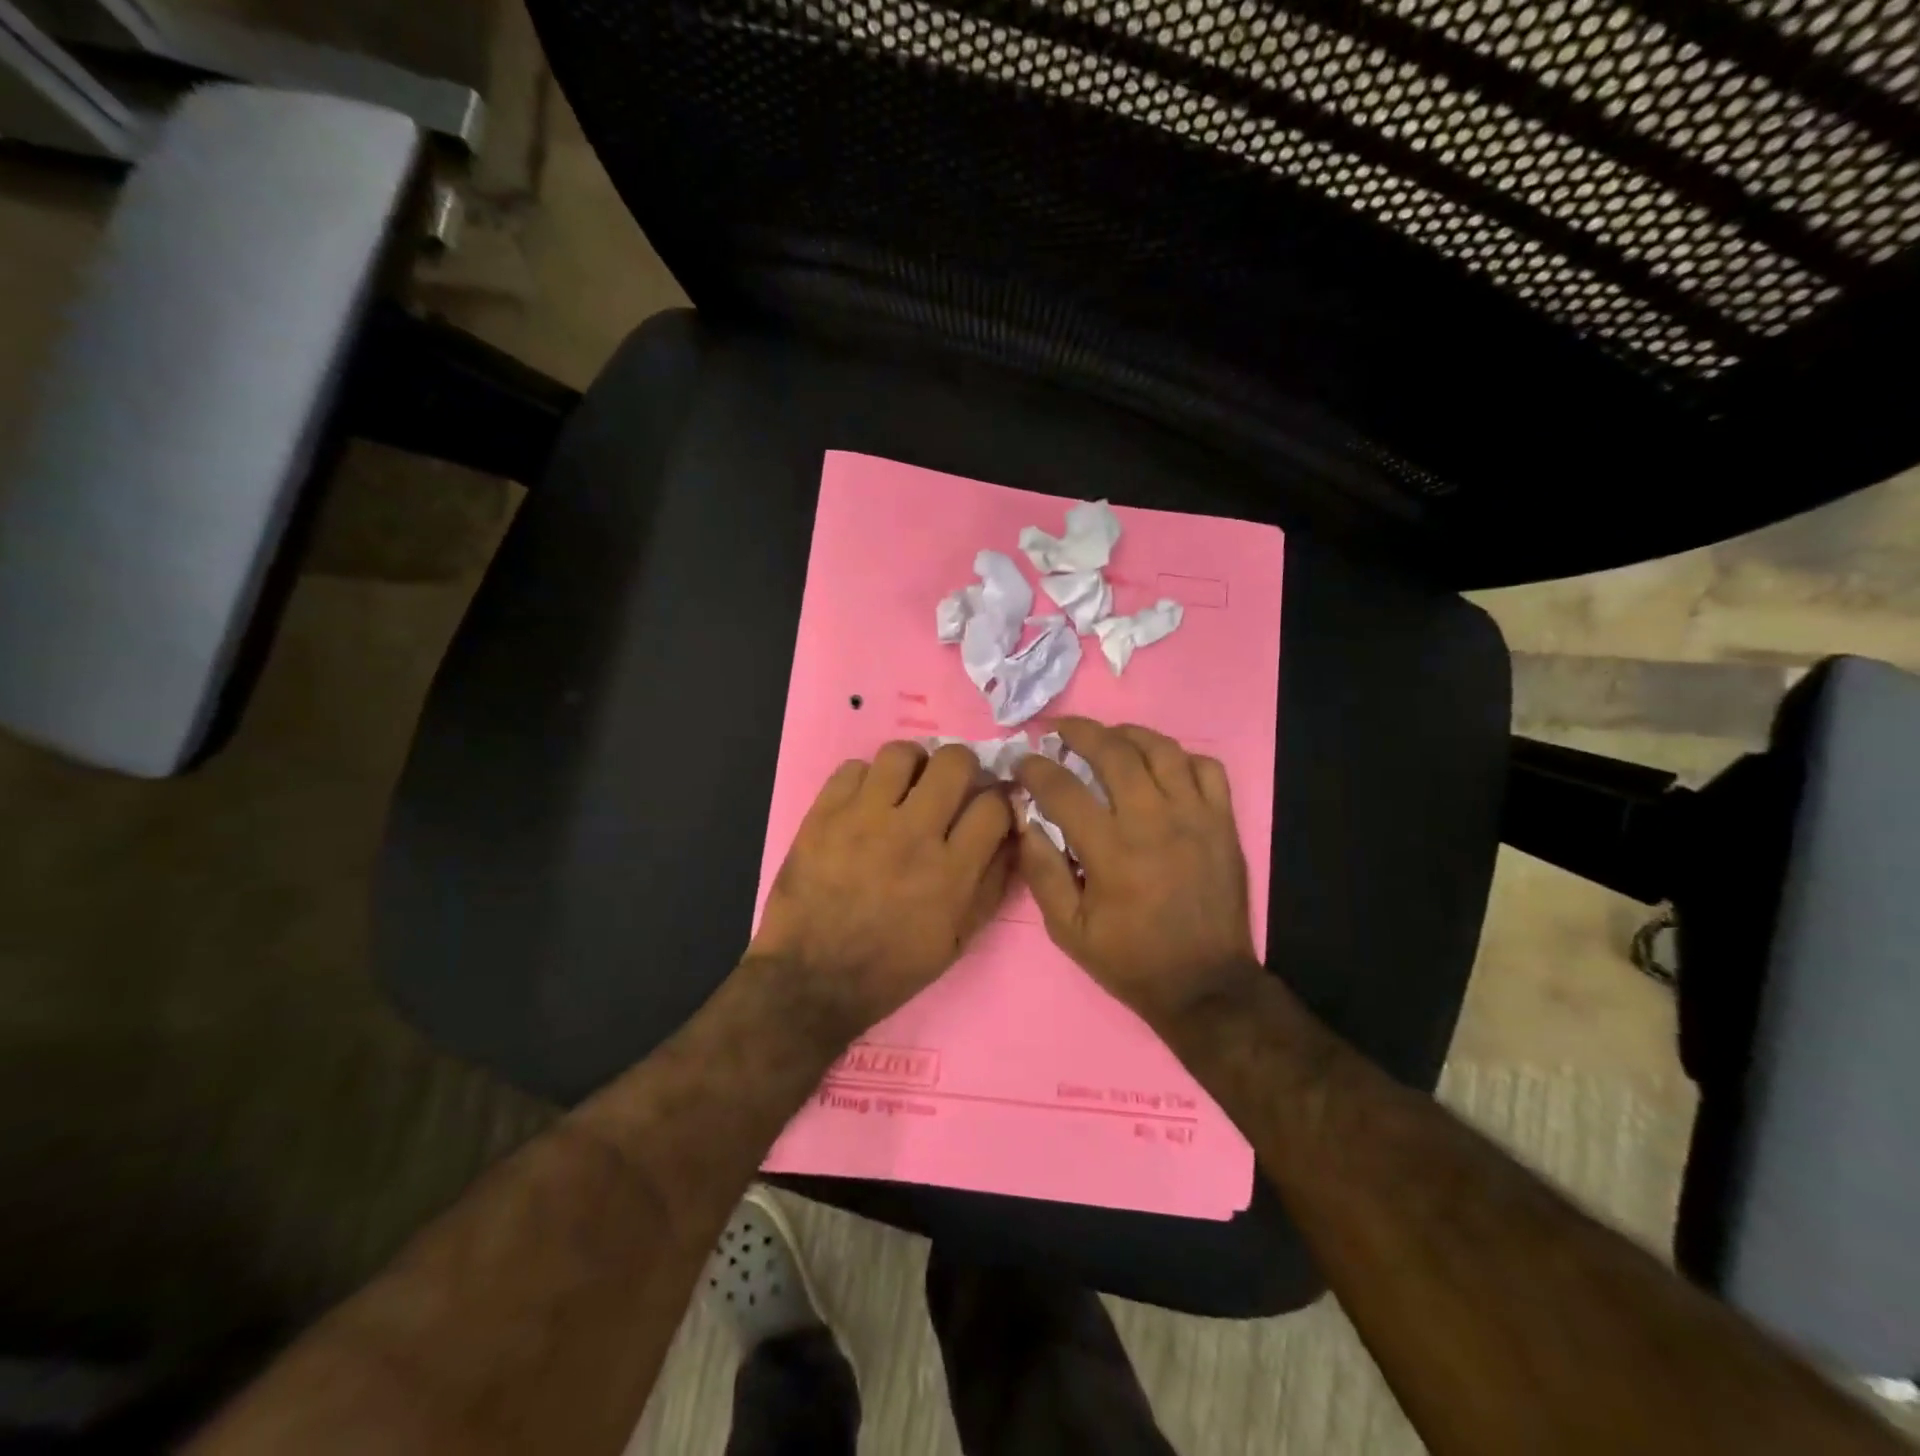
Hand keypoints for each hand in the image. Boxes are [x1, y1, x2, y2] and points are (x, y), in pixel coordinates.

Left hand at [750, 742, 1015, 1038]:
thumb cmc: (891, 967)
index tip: (990, 806)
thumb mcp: (958, 939)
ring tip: (907, 787)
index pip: (994, 805)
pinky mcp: (824, 814)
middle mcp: (912, 834)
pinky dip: (866, 780)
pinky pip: (853, 767)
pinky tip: (866, 802)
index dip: (999, 800)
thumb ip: (992, 884)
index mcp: (951, 871)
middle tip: (951, 787)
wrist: (811, 980)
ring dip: (913, 766)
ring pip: (902, 753)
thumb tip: (1012, 836)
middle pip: (954, 761)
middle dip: (962, 768)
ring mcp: (864, 819)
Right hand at [1016, 718, 1261, 1025]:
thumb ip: (1042, 871)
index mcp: (1111, 852)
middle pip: (1114, 752)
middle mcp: (1154, 823)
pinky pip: (1206, 768)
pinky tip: (1162, 765)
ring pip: (1162, 749)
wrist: (1205, 985)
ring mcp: (1195, 818)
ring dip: (1128, 734)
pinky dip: (1181, 756)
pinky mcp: (1223, 823)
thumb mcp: (1068, 930)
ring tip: (1108, 737)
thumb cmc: (1130, 959)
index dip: (1036, 768)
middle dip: (1079, 731)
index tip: (1023, 761)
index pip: (1063, 789)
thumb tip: (1025, 820)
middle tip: (1060, 730)